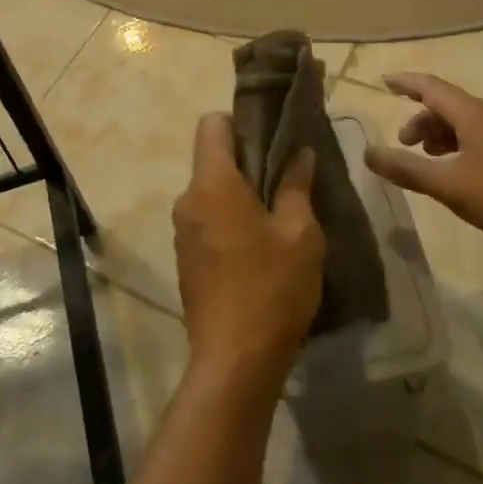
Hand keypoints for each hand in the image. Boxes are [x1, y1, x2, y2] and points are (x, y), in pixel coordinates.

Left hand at [173, 114, 323, 390]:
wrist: (234, 362)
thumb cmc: (272, 288)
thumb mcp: (300, 234)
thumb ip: (296, 186)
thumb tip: (300, 153)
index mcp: (212, 183)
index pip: (211, 124)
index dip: (240, 121)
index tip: (271, 139)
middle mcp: (188, 200)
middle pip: (212, 158)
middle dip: (246, 160)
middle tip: (286, 178)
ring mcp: (182, 231)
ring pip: (210, 192)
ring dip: (239, 194)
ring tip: (278, 215)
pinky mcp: (185, 259)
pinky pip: (207, 220)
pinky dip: (229, 220)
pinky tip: (259, 248)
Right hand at [363, 73, 482, 272]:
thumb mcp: (451, 185)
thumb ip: (408, 169)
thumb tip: (367, 152)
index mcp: (473, 115)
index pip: (431, 86)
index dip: (405, 82)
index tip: (384, 81)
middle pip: (449, 107)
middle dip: (421, 119)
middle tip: (403, 143)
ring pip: (467, 127)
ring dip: (441, 137)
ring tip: (427, 162)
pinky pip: (482, 145)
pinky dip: (461, 152)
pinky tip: (462, 179)